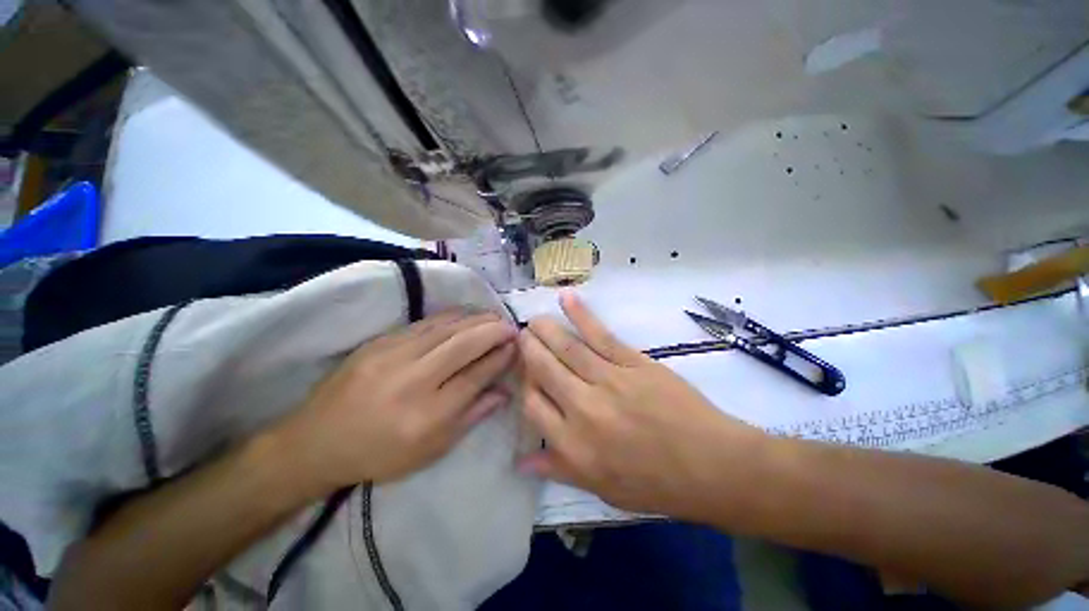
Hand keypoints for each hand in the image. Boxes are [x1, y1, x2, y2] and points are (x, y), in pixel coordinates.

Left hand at [276, 311, 516, 492]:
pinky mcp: (379, 342)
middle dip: (493, 331)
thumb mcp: (431, 450)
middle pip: (463, 345)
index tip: (515, 347)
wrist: (317, 441)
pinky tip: (465, 315)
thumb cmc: (380, 454)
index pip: (475, 376)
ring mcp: (392, 356)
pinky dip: (452, 317)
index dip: (499, 358)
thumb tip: (504, 392)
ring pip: (446, 328)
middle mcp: (411, 381)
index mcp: (426, 416)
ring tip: (494, 317)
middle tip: (511, 326)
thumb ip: (471, 416)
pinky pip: (425, 324)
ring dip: (475, 319)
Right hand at [518, 293, 768, 521]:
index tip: (525, 373)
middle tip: (521, 335)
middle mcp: (583, 408)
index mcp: (573, 444)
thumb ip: (559, 470)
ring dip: (546, 329)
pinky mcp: (633, 362)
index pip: (532, 404)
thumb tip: (521, 460)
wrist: (711, 466)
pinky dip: (581, 315)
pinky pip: (600, 335)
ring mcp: (609, 380)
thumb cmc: (656, 484)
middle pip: (543, 369)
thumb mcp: (602, 489)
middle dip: (528, 348)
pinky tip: (566, 298)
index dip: (524, 383)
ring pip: (567, 348)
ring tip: (534, 319)